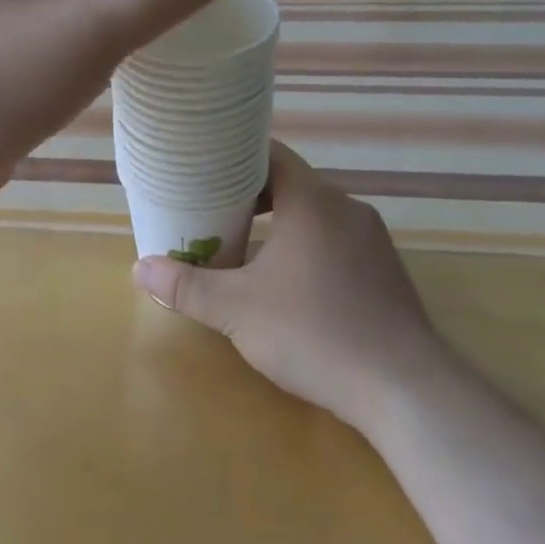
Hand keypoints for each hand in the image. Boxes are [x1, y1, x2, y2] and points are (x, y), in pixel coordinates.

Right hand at [132, 142, 444, 434]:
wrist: (405, 390)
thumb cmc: (314, 333)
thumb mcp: (236, 310)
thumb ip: (185, 287)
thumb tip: (139, 269)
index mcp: (313, 201)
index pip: (270, 153)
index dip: (233, 155)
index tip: (202, 168)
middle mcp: (347, 209)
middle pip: (291, 183)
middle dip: (249, 195)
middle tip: (210, 210)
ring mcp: (372, 240)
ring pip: (315, 214)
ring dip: (278, 223)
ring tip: (241, 244)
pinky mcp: (385, 271)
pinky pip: (335, 240)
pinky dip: (305, 245)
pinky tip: (286, 281)